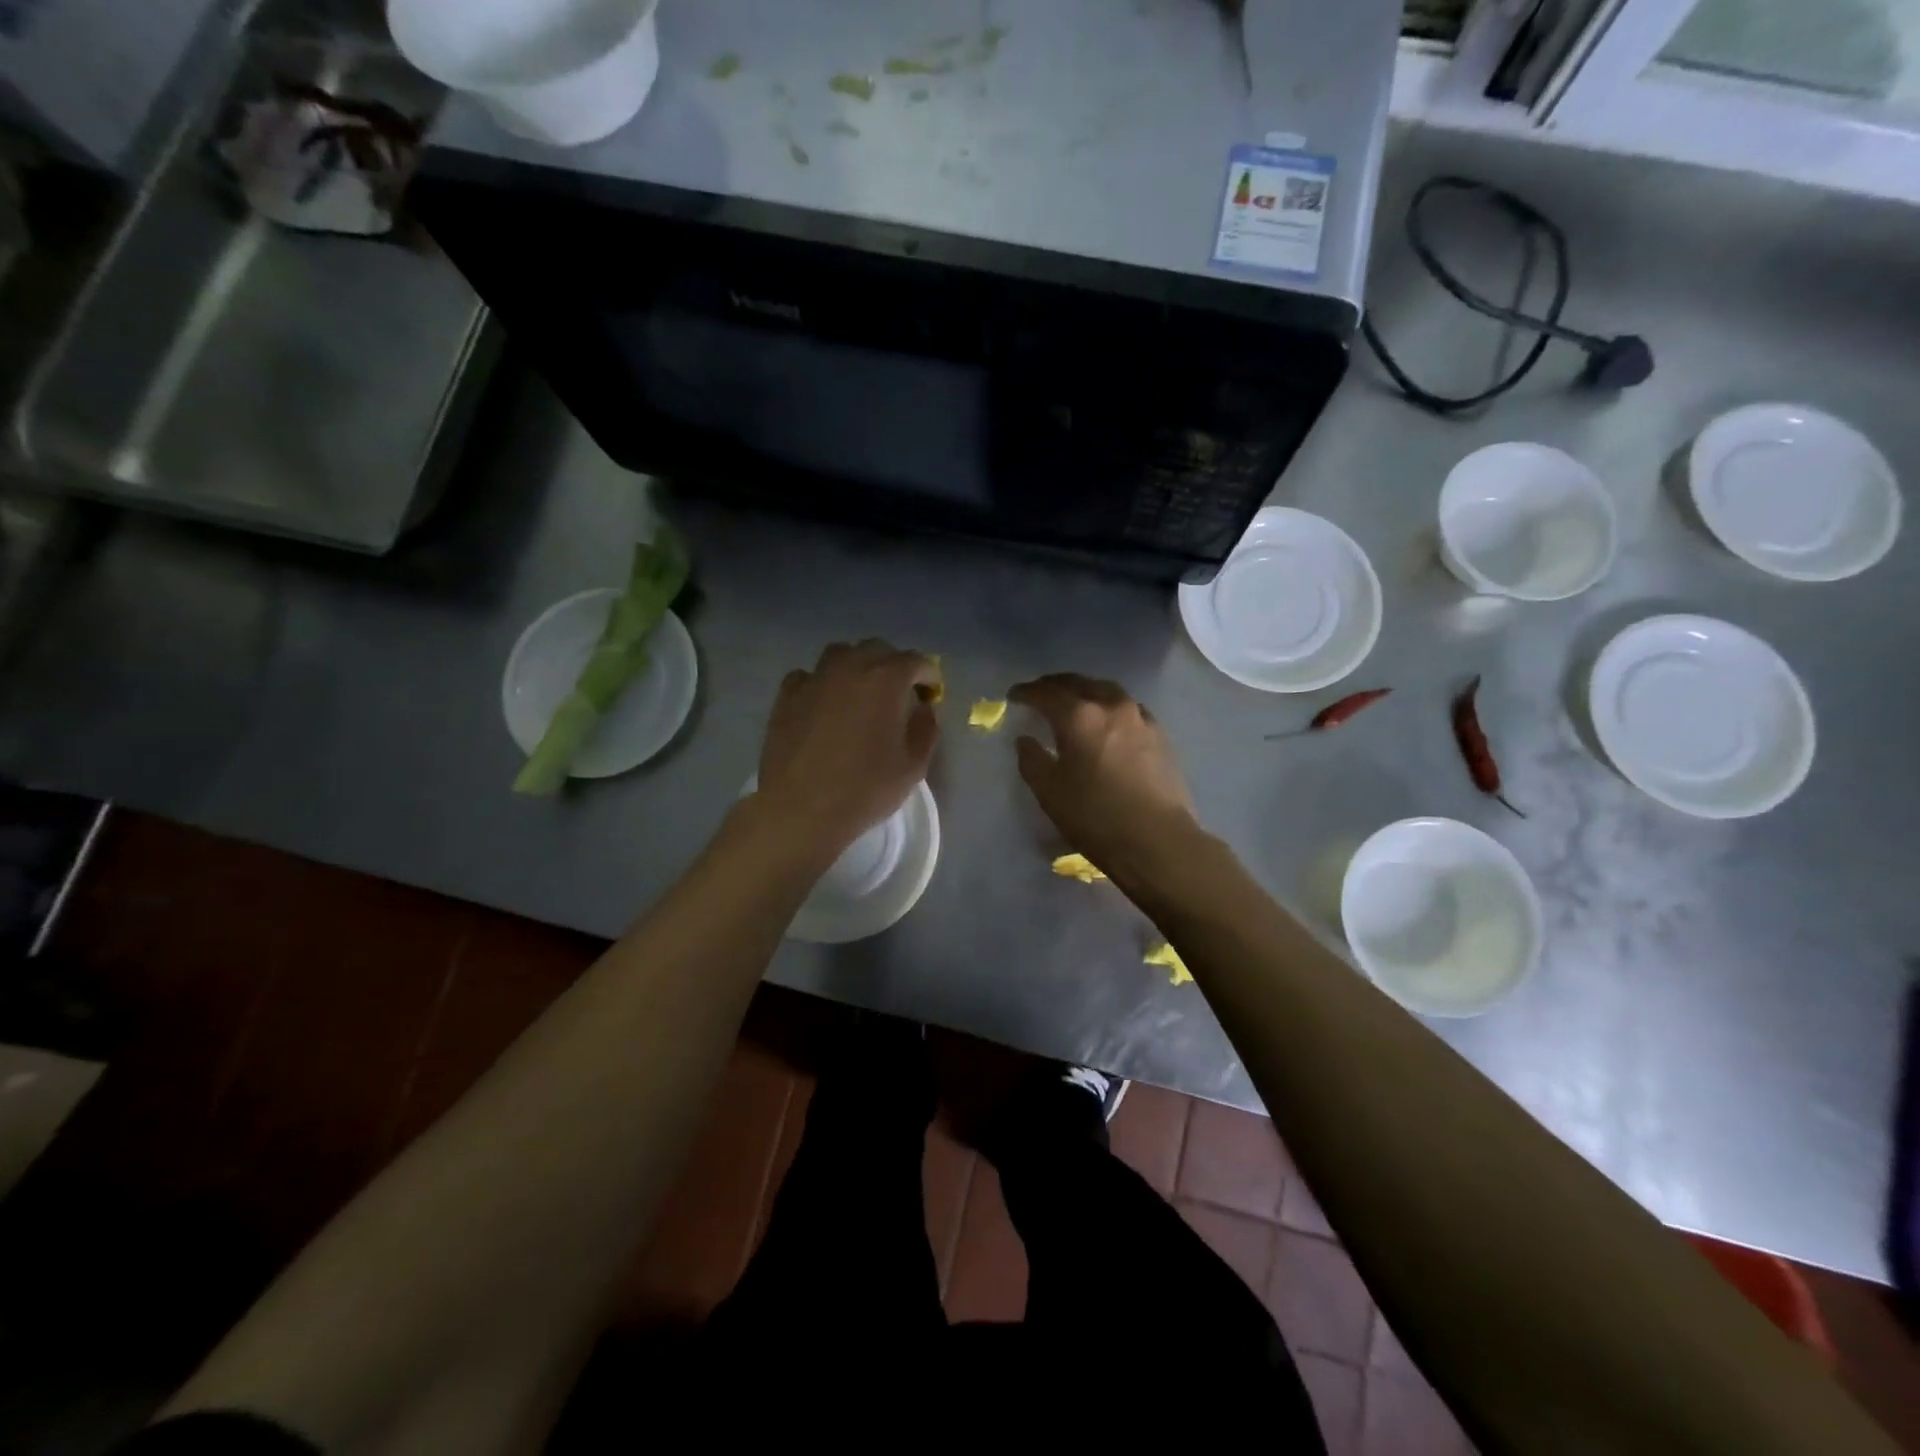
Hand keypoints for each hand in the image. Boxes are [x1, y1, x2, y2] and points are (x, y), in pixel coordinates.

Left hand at [755, 640, 940, 864]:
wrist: (801, 809)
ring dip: (857, 667)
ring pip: (841, 654)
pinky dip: (822, 683)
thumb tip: (923, 709)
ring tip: (860, 694)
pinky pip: (809, 676)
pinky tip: (824, 705)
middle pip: (877, 649)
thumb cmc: (865, 789)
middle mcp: (850, 668)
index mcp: (886, 680)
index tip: (930, 696)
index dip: (928, 677)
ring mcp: (814, 678)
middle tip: (898, 695)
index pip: (916, 662)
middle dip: (894, 666)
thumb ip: (925, 729)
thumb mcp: (913, 766)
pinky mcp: (786, 695)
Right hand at [1010, 673, 1202, 882]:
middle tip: (1041, 693)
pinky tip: (1108, 722)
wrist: (1157, 840)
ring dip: (1086, 691)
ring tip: (1075, 702)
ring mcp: (1139, 717)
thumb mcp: (1049, 792)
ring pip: (1107, 691)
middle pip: (1079, 683)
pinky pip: (1128, 708)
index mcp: (1079, 716)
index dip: (1026, 692)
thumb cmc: (1095, 817)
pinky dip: (1110, 707)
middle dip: (1056, 685)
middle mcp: (1110, 706)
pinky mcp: (1160, 734)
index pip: (1046, 693)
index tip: (1014, 695)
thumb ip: (1032, 760)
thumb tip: (1025, 739)